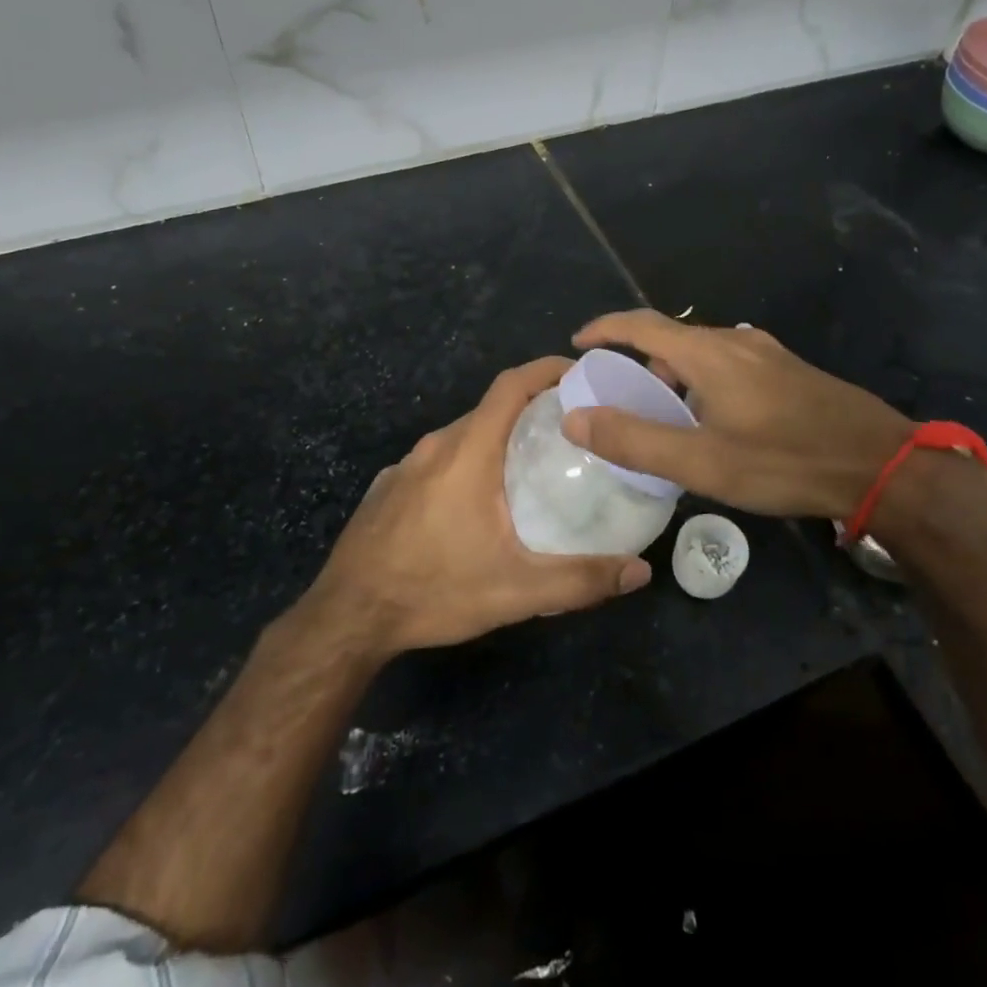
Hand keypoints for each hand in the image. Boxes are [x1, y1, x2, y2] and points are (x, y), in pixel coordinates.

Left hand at [305, 357, 650, 656]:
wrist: (347, 618)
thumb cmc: (434, 590)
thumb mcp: (516, 591)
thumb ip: (580, 580)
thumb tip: (639, 571)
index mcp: (467, 452)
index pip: (510, 385)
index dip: (545, 369)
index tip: (579, 373)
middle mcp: (434, 447)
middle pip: (489, 410)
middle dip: (530, 411)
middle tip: (568, 434)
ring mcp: (404, 466)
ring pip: (461, 437)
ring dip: (496, 441)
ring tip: (528, 469)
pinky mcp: (386, 488)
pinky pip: (436, 462)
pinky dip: (464, 465)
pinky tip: (473, 505)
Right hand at [561, 310, 911, 519]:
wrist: (880, 464)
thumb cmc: (784, 461)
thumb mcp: (702, 460)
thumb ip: (635, 440)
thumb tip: (575, 417)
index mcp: (709, 353)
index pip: (642, 325)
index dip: (605, 329)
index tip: (578, 343)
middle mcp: (736, 341)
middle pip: (672, 338)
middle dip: (638, 360)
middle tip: (620, 397)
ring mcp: (767, 354)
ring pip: (703, 353)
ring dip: (673, 375)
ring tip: (665, 416)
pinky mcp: (789, 371)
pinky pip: (729, 364)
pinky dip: (703, 381)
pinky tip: (714, 420)